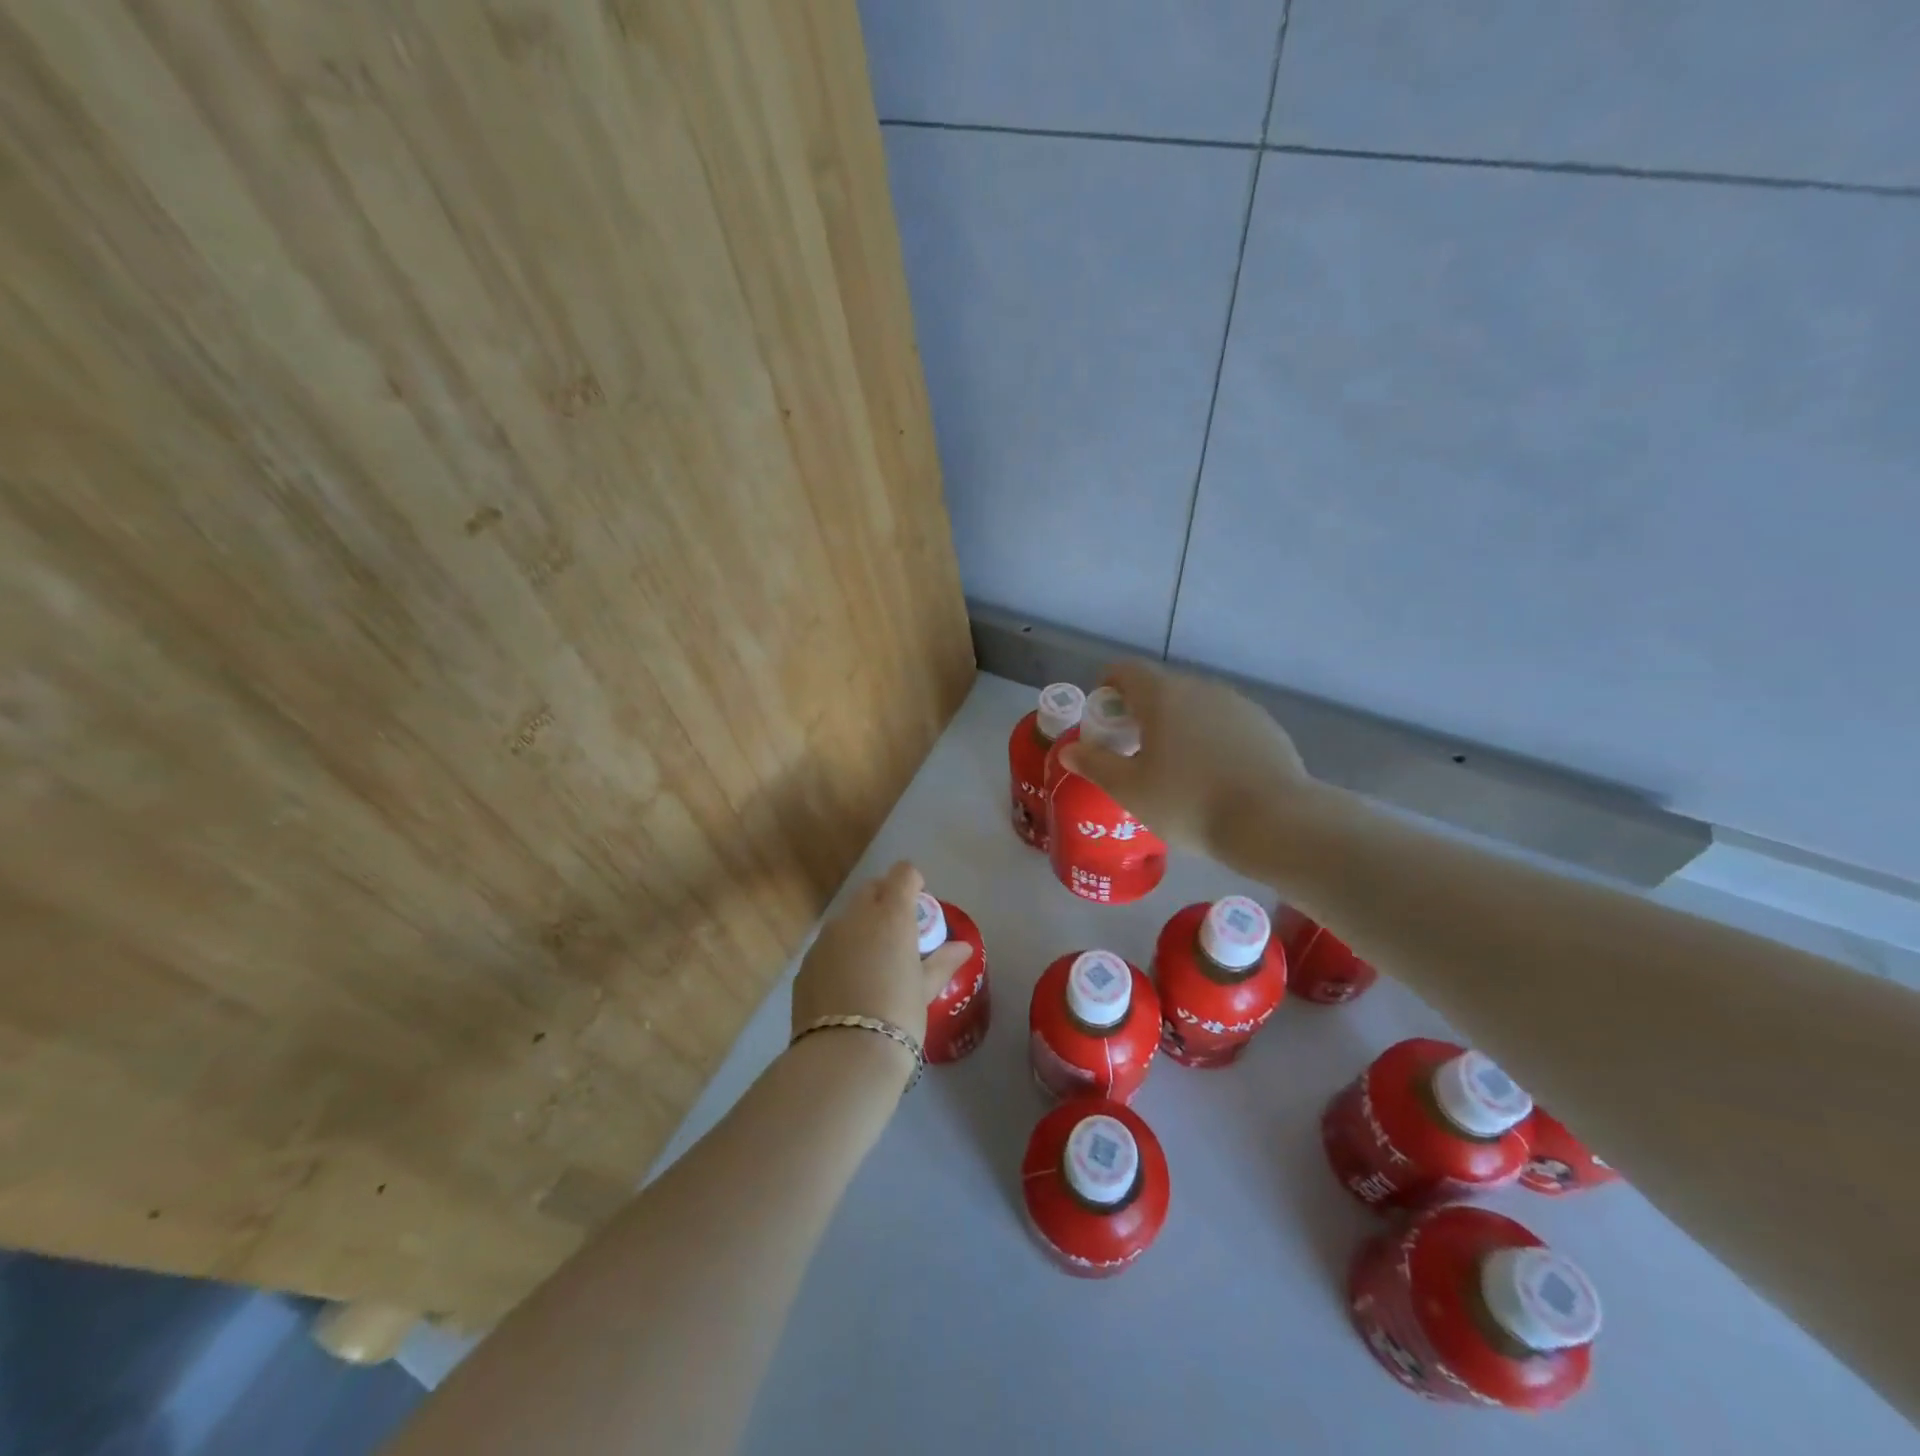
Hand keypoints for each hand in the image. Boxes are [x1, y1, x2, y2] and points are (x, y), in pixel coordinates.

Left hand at [790, 861, 972, 1049]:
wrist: (844, 1055)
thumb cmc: (898, 1016)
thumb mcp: (925, 989)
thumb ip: (943, 962)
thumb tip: (964, 948)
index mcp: (891, 916)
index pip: (903, 874)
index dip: (913, 882)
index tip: (919, 901)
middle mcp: (855, 917)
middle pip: (872, 889)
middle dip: (886, 899)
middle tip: (899, 931)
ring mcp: (826, 938)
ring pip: (847, 917)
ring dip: (862, 926)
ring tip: (873, 961)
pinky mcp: (807, 963)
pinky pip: (828, 945)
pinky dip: (841, 952)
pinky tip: (848, 984)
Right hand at [1059, 660, 1332, 870]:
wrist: (1273, 821)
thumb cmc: (1188, 802)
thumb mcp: (1130, 790)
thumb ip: (1095, 764)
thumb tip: (1068, 750)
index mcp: (1162, 695)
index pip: (1124, 670)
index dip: (1106, 689)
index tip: (1103, 722)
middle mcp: (1200, 688)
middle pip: (1159, 687)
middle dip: (1140, 712)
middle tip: (1132, 753)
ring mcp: (1236, 704)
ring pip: (1194, 705)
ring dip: (1176, 725)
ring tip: (1174, 769)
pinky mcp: (1264, 725)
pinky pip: (1223, 722)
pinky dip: (1209, 738)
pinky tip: (1213, 776)